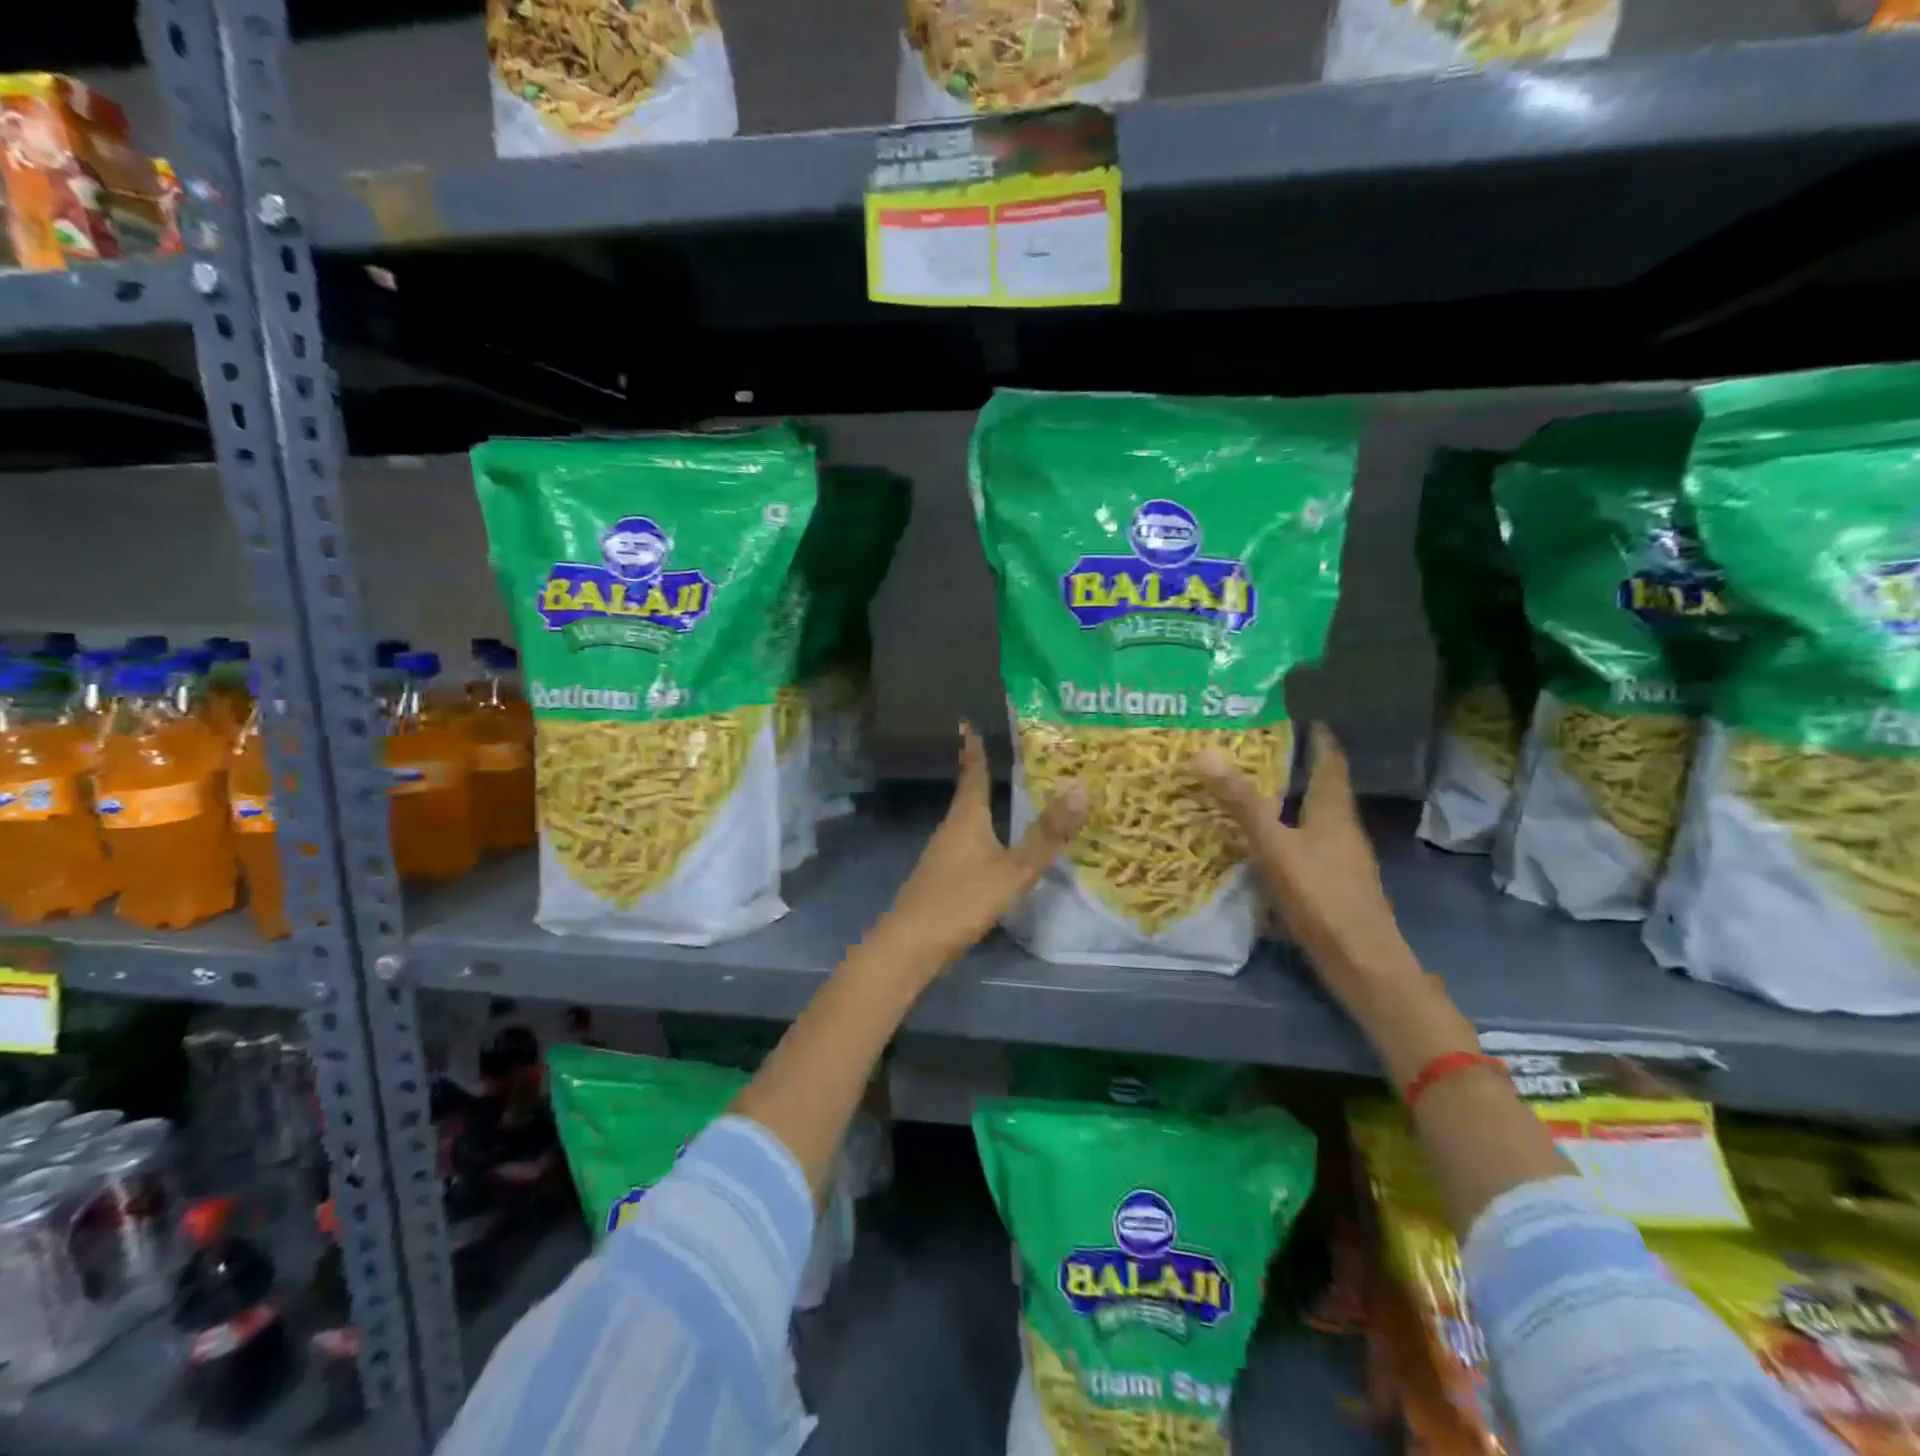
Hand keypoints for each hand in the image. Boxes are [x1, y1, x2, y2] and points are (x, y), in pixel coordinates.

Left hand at [880, 722, 1086, 970]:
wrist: (910, 946)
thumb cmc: (961, 900)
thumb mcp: (1012, 870)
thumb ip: (1046, 835)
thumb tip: (1080, 788)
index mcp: (966, 819)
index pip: (973, 774)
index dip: (973, 750)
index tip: (967, 723)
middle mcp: (951, 830)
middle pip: (969, 796)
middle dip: (984, 776)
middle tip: (1009, 759)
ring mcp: (942, 856)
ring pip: (968, 823)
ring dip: (985, 808)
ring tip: (1008, 799)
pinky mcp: (941, 880)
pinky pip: (968, 847)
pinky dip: (984, 838)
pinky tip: (996, 851)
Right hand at [1195, 724, 1415, 1012]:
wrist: (1361, 962)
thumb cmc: (1320, 896)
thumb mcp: (1274, 846)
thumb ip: (1241, 803)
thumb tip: (1204, 753)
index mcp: (1333, 810)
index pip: (1330, 760)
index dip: (1317, 737)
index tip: (1299, 716)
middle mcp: (1342, 828)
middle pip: (1323, 788)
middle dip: (1297, 767)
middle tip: (1259, 749)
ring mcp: (1340, 858)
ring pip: (1314, 818)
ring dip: (1290, 801)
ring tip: (1254, 790)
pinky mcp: (1332, 884)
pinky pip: (1306, 845)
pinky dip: (1286, 833)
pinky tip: (1263, 843)